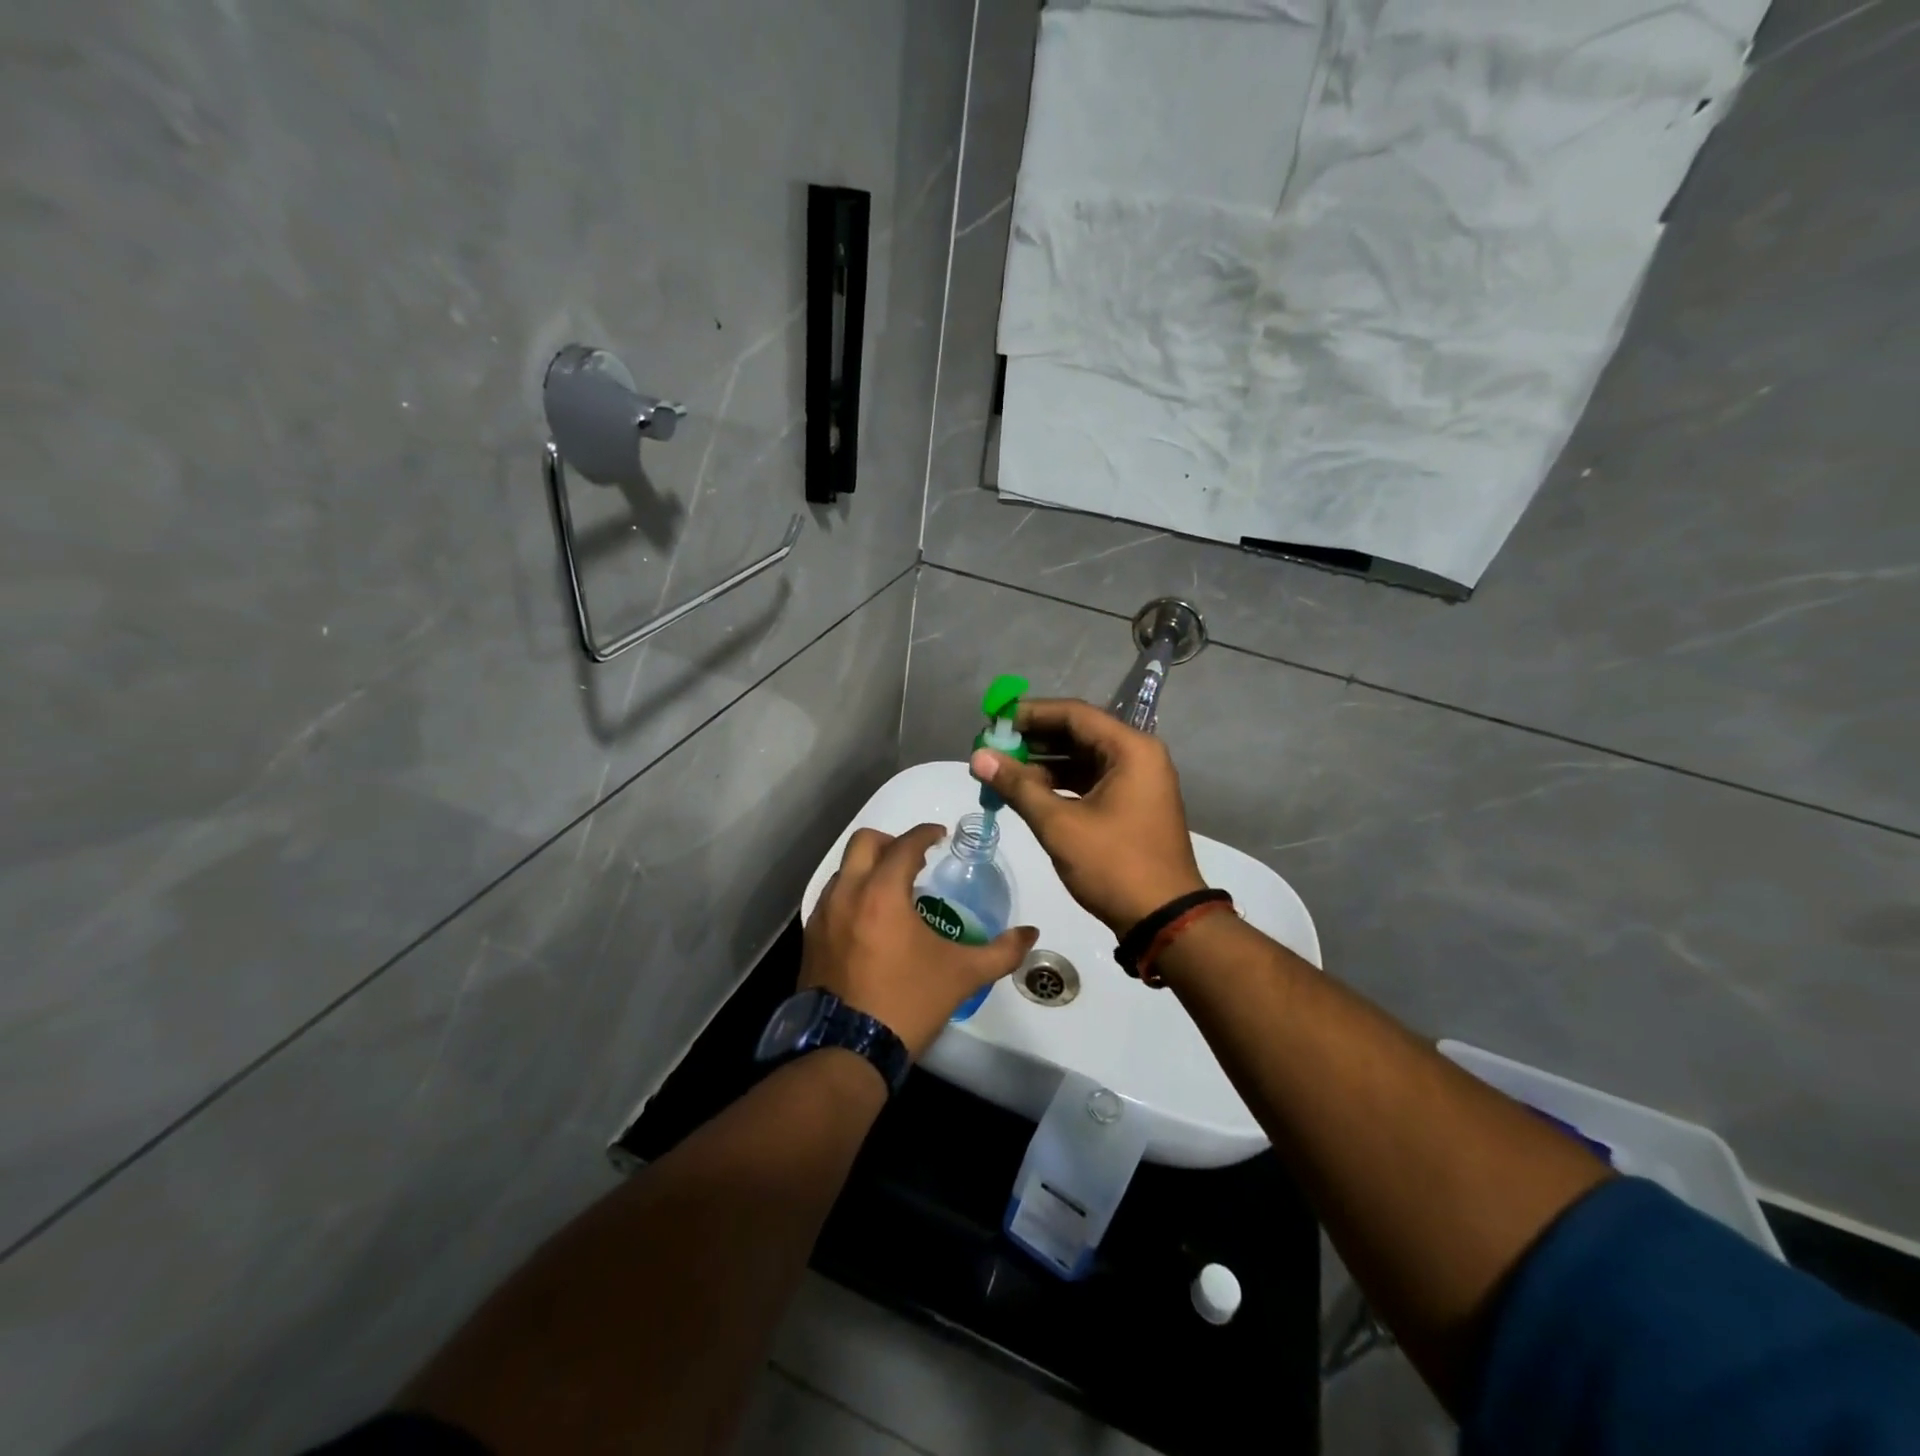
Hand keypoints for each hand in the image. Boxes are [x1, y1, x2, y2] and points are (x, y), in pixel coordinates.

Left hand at [802, 824, 1038, 1058]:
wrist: (847, 1051)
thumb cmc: (908, 1003)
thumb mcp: (963, 976)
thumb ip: (1001, 951)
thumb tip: (1031, 934)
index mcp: (883, 893)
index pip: (905, 845)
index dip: (925, 834)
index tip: (940, 837)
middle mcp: (847, 893)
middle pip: (864, 843)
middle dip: (891, 842)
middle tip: (914, 859)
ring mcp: (822, 915)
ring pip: (843, 870)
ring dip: (868, 868)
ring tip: (893, 891)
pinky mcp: (810, 938)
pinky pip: (831, 898)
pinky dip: (851, 894)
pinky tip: (869, 921)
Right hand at [970, 699, 1205, 934]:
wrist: (1164, 920)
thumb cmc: (1114, 865)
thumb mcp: (1060, 824)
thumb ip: (1017, 786)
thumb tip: (977, 757)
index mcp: (1131, 749)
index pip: (1074, 714)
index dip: (1030, 714)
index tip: (994, 720)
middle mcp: (1138, 756)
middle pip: (1078, 733)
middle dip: (1033, 739)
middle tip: (992, 746)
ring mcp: (1137, 782)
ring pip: (1082, 759)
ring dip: (1043, 763)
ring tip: (1001, 769)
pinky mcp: (1131, 805)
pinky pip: (1090, 781)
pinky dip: (1059, 784)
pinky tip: (1026, 791)